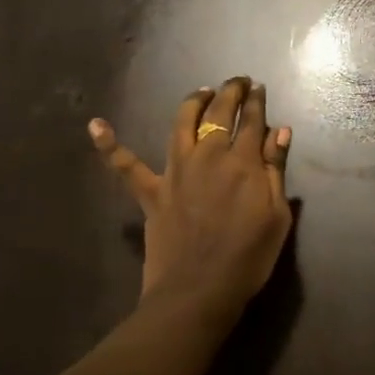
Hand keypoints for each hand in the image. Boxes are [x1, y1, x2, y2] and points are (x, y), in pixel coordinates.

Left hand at [89, 77, 292, 316]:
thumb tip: (279, 131)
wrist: (199, 292)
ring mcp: (176, 171)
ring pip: (181, 124)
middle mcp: (208, 156)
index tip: (258, 88)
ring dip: (193, 102)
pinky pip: (126, 166)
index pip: (252, 120)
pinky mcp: (151, 192)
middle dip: (230, 92)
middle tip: (237, 82)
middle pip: (219, 113)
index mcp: (243, 161)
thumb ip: (275, 169)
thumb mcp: (277, 215)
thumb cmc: (248, 257)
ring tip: (202, 92)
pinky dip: (110, 145)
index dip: (256, 101)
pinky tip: (95, 125)